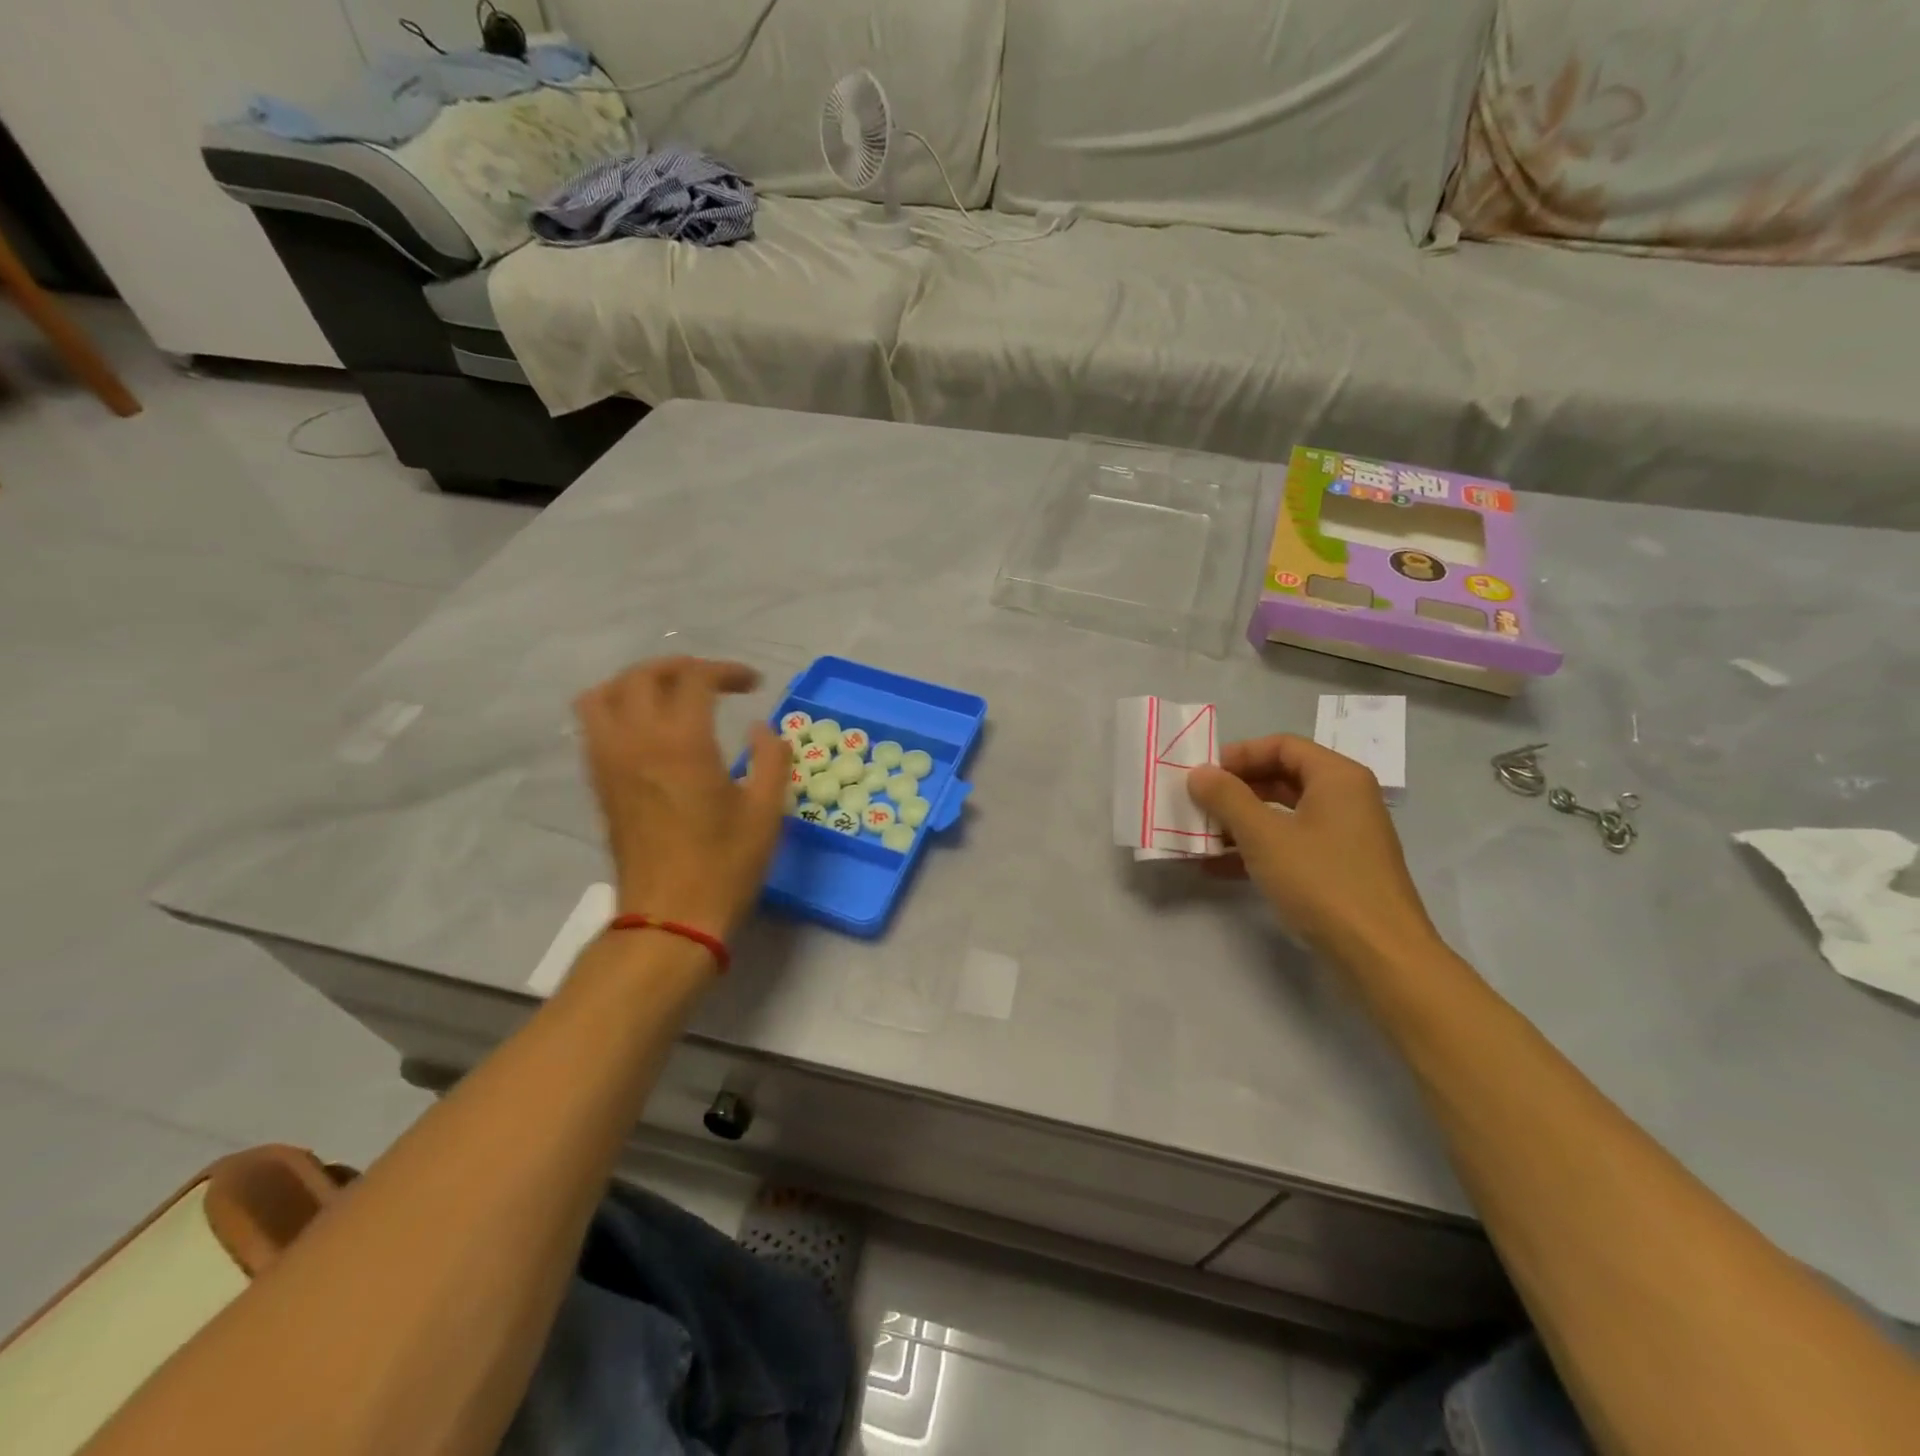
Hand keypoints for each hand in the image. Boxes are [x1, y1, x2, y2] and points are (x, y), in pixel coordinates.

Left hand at [574, 658, 790, 941]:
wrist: (671, 917)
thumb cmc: (725, 864)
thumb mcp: (767, 810)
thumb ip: (773, 758)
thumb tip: (762, 727)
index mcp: (682, 743)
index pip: (695, 679)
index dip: (727, 672)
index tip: (754, 686)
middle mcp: (637, 741)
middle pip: (644, 675)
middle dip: (681, 668)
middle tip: (713, 682)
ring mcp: (610, 761)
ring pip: (605, 694)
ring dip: (639, 683)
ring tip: (670, 696)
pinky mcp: (600, 783)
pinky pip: (593, 725)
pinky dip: (617, 709)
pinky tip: (648, 729)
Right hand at [1187, 735, 1439, 972]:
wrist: (1379, 955)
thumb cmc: (1322, 882)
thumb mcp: (1264, 836)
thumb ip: (1227, 798)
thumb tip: (1199, 772)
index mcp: (1337, 778)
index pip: (1281, 745)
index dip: (1239, 754)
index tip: (1203, 775)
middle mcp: (1345, 799)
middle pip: (1282, 777)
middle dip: (1236, 790)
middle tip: (1197, 803)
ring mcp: (1344, 836)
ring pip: (1283, 814)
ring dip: (1240, 821)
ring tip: (1201, 836)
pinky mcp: (1338, 869)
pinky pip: (1291, 844)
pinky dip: (1257, 849)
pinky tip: (1218, 867)